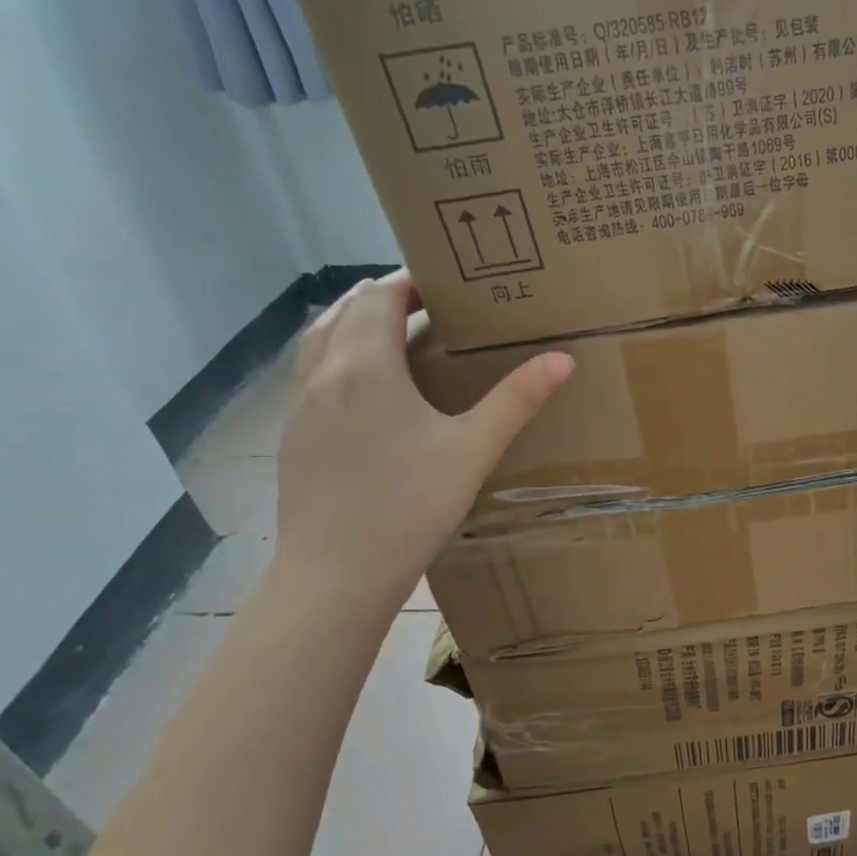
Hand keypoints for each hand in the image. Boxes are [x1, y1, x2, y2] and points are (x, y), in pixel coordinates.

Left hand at [273, 271, 572, 603]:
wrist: (335, 574)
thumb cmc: (409, 505)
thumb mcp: (473, 449)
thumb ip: (517, 399)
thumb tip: (563, 359)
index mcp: (364, 367)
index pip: (378, 298)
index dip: (408, 281)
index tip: (444, 281)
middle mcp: (321, 376)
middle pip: (343, 311)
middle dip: (383, 298)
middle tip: (428, 305)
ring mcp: (299, 408)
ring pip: (319, 341)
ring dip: (354, 325)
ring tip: (396, 336)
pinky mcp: (294, 438)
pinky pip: (312, 375)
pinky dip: (339, 358)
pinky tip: (369, 392)